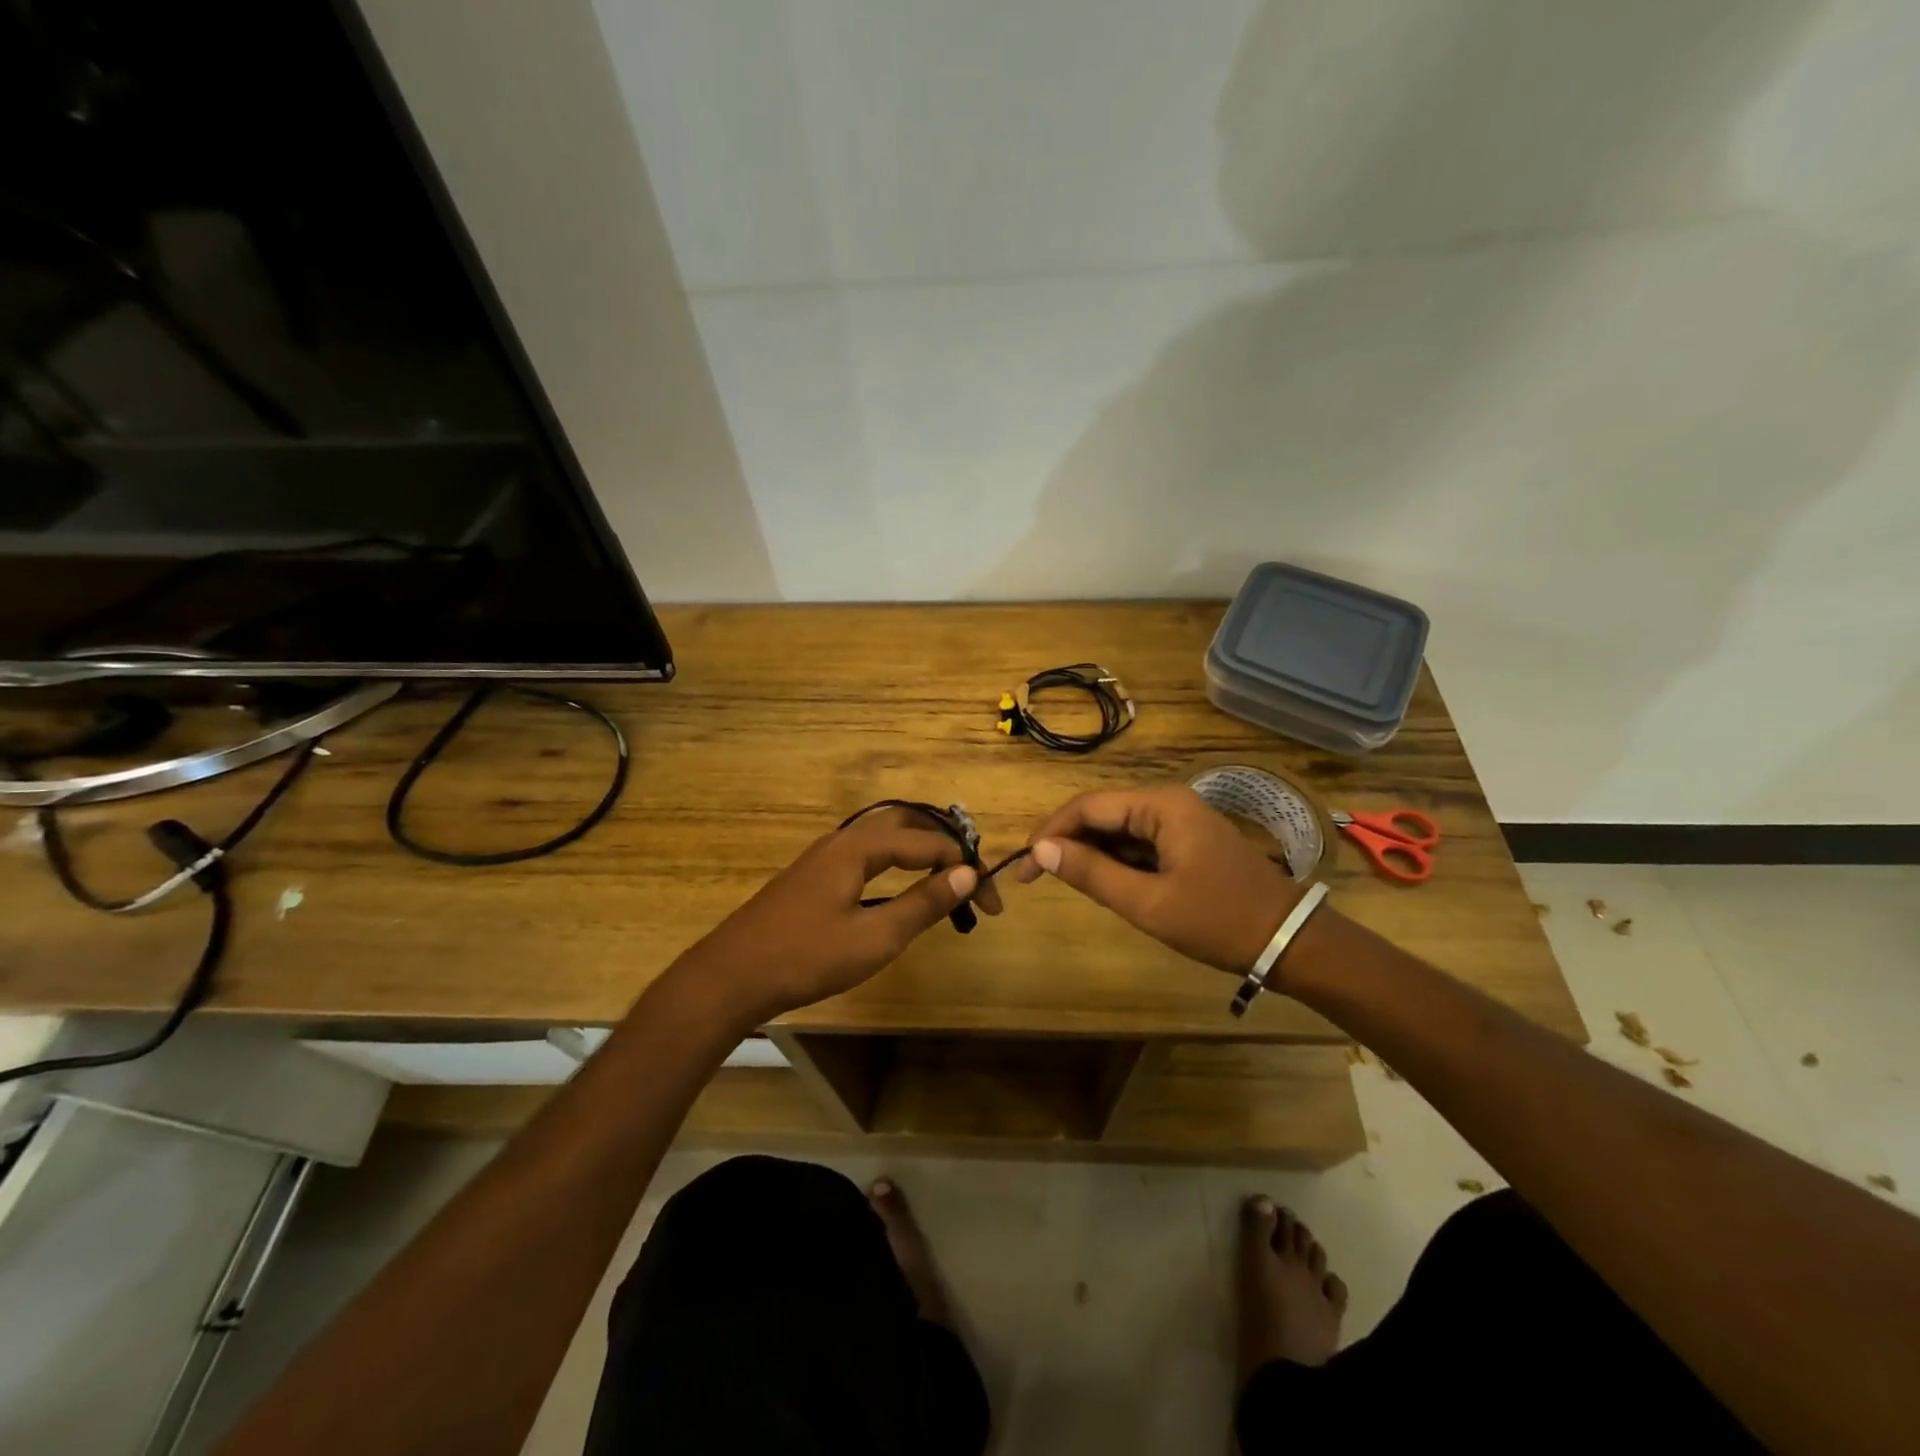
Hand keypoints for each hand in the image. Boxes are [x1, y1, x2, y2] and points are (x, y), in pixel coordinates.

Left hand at [678, 807, 1002, 1024]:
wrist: (730, 976)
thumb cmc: (806, 957)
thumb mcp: (874, 937)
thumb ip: (923, 903)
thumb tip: (967, 874)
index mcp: (857, 847)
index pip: (926, 842)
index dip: (964, 865)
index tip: (992, 900)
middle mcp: (841, 841)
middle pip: (904, 823)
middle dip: (943, 845)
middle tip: (970, 876)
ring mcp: (823, 858)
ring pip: (882, 837)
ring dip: (918, 852)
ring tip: (945, 879)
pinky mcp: (812, 877)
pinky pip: (865, 855)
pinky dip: (895, 863)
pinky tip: (899, 890)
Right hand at [1013, 784, 1302, 975]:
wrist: (1291, 942)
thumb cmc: (1218, 920)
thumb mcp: (1148, 902)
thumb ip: (1091, 873)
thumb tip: (1040, 850)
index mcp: (1160, 806)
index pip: (1088, 807)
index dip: (1050, 832)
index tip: (1023, 865)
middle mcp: (1168, 802)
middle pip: (1102, 814)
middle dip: (1067, 843)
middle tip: (1036, 878)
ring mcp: (1180, 821)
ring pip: (1119, 830)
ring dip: (1090, 854)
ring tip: (1065, 884)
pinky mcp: (1186, 841)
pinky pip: (1139, 843)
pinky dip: (1116, 862)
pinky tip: (1103, 884)